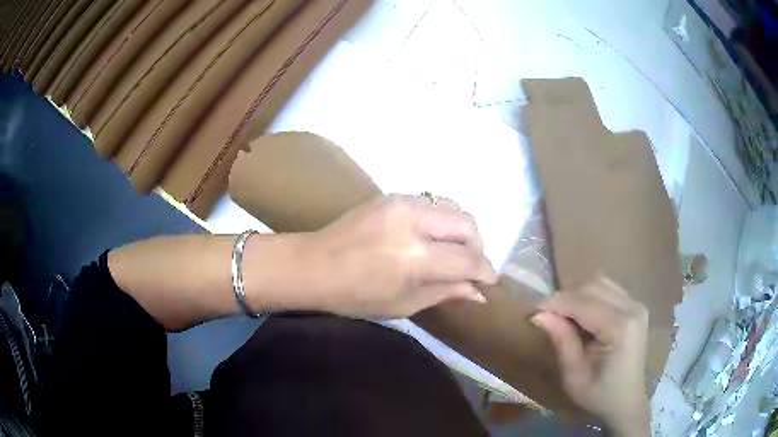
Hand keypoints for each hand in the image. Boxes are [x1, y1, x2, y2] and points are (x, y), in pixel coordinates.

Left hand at [300, 194, 496, 317]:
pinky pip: (430, 203)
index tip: (489, 282)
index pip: (467, 260)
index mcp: (415, 257)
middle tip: (470, 267)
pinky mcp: (391, 196)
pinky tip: (431, 237)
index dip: (484, 272)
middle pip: (467, 224)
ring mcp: (401, 202)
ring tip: (452, 251)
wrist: (313, 265)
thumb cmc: (355, 296)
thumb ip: (445, 292)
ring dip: (461, 231)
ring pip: (452, 207)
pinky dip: (441, 220)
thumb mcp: (404, 304)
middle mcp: (414, 222)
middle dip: (477, 247)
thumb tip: (479, 293)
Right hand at [531, 278, 650, 436]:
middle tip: (545, 314)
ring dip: (577, 294)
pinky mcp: (635, 306)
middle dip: (565, 297)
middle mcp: (632, 308)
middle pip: (593, 286)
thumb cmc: (599, 394)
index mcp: (620, 328)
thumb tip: (538, 314)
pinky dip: (590, 296)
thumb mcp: (574, 375)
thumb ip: (561, 340)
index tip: (533, 312)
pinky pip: (609, 289)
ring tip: (562, 314)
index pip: (583, 302)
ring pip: (600, 283)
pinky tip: (581, 313)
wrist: (626, 400)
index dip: (556, 303)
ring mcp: (636, 305)